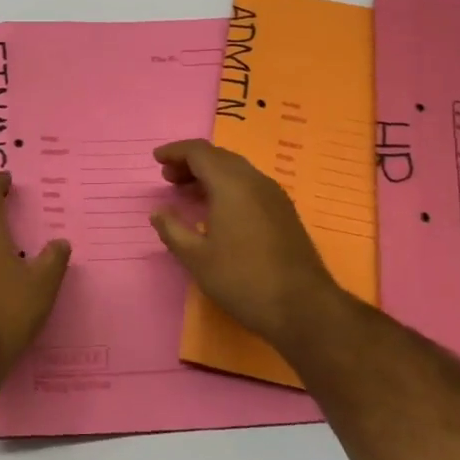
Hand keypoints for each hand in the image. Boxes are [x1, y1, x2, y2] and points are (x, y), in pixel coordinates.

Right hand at [149, 139, 347, 353]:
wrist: (303, 307)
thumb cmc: (243, 280)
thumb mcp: (197, 258)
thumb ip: (173, 230)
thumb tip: (158, 211)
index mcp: (231, 184)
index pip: (199, 152)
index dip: (175, 151)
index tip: (156, 160)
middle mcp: (255, 180)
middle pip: (219, 157)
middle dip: (191, 162)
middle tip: (169, 178)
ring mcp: (274, 195)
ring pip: (236, 170)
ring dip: (210, 175)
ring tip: (188, 193)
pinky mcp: (284, 212)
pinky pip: (249, 185)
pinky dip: (227, 186)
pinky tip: (217, 211)